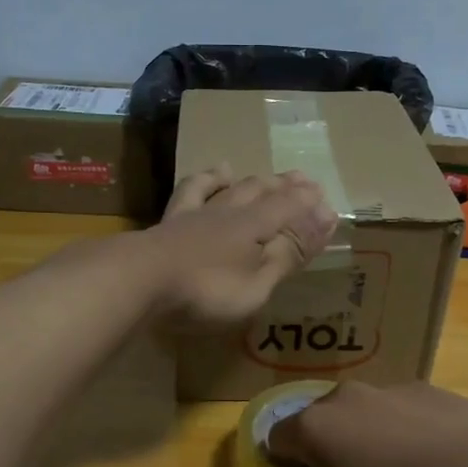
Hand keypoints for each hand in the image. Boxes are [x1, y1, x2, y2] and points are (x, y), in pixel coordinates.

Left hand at [137, 165, 338, 330]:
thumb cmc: (206, 291)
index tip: (328, 204)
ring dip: (248, 181)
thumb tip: (324, 220)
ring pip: (228, 188)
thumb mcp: (257, 284)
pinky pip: (190, 192)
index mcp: (254, 227)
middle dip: (285, 187)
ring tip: (259, 174)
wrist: (138, 281)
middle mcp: (227, 212)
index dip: (310, 207)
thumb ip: (287, 254)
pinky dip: (204, 180)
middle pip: (261, 192)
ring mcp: (195, 215)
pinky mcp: (168, 223)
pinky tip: (209, 175)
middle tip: (304, 180)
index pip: (289, 209)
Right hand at [266, 381, 467, 466]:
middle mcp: (342, 399)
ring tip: (393, 463)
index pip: (276, 439)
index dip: (283, 461)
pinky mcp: (422, 386)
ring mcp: (384, 387)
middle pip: (317, 418)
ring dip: (363, 430)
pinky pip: (396, 405)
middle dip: (324, 442)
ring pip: (359, 408)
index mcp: (315, 430)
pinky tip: (428, 451)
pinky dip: (401, 423)